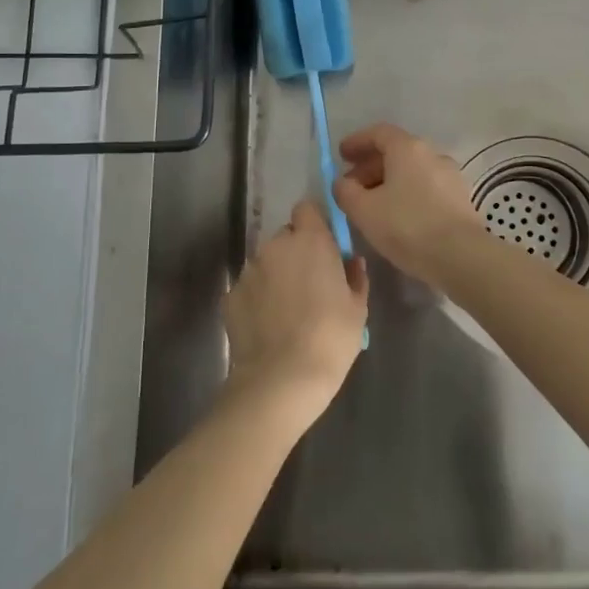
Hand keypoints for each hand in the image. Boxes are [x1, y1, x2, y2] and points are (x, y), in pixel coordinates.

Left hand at [224, 201, 368, 425]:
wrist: (281, 380)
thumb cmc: (330, 338)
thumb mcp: (358, 308)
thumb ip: (355, 276)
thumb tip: (351, 261)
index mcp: (310, 240)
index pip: (307, 209)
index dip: (315, 224)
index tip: (324, 247)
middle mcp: (275, 246)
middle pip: (286, 237)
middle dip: (296, 253)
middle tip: (310, 285)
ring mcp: (249, 270)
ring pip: (266, 263)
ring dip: (276, 276)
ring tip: (287, 312)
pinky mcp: (230, 296)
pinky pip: (249, 289)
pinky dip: (258, 300)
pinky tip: (268, 328)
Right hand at [334, 123, 490, 289]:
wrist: (461, 256)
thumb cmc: (407, 226)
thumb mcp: (364, 210)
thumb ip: (346, 191)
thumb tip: (343, 183)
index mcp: (408, 148)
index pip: (379, 133)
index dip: (357, 142)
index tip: (341, 155)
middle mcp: (432, 154)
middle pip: (396, 152)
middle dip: (370, 166)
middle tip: (352, 186)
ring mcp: (450, 176)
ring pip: (412, 171)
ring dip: (389, 182)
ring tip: (373, 205)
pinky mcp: (460, 198)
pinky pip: (426, 187)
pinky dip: (408, 193)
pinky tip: (398, 216)